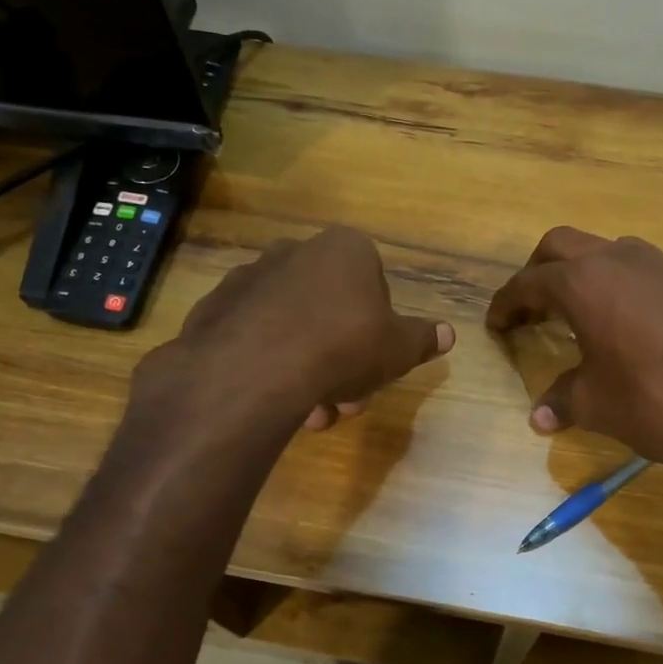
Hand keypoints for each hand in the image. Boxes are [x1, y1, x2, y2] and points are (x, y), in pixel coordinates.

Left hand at [165, 226, 453, 429]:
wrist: (254, 369)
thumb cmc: (343, 347)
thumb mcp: (399, 349)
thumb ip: (422, 339)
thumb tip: (448, 333)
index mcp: (345, 249)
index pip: (373, 282)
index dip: (378, 326)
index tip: (376, 362)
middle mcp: (295, 252)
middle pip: (330, 308)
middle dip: (343, 358)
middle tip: (347, 399)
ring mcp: (249, 277)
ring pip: (292, 326)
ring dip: (307, 368)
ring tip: (312, 414)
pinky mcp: (214, 308)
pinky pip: (253, 337)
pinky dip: (267, 365)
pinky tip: (274, 400)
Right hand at [486, 228, 662, 481]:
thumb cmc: (657, 401)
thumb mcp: (598, 406)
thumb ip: (562, 401)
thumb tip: (539, 416)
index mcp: (584, 284)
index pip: (528, 283)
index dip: (505, 303)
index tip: (495, 323)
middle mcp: (618, 260)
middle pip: (561, 245)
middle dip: (538, 271)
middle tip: (531, 307)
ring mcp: (661, 264)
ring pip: (605, 250)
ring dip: (582, 272)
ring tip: (579, 311)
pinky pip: (641, 267)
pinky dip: (619, 283)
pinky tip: (628, 321)